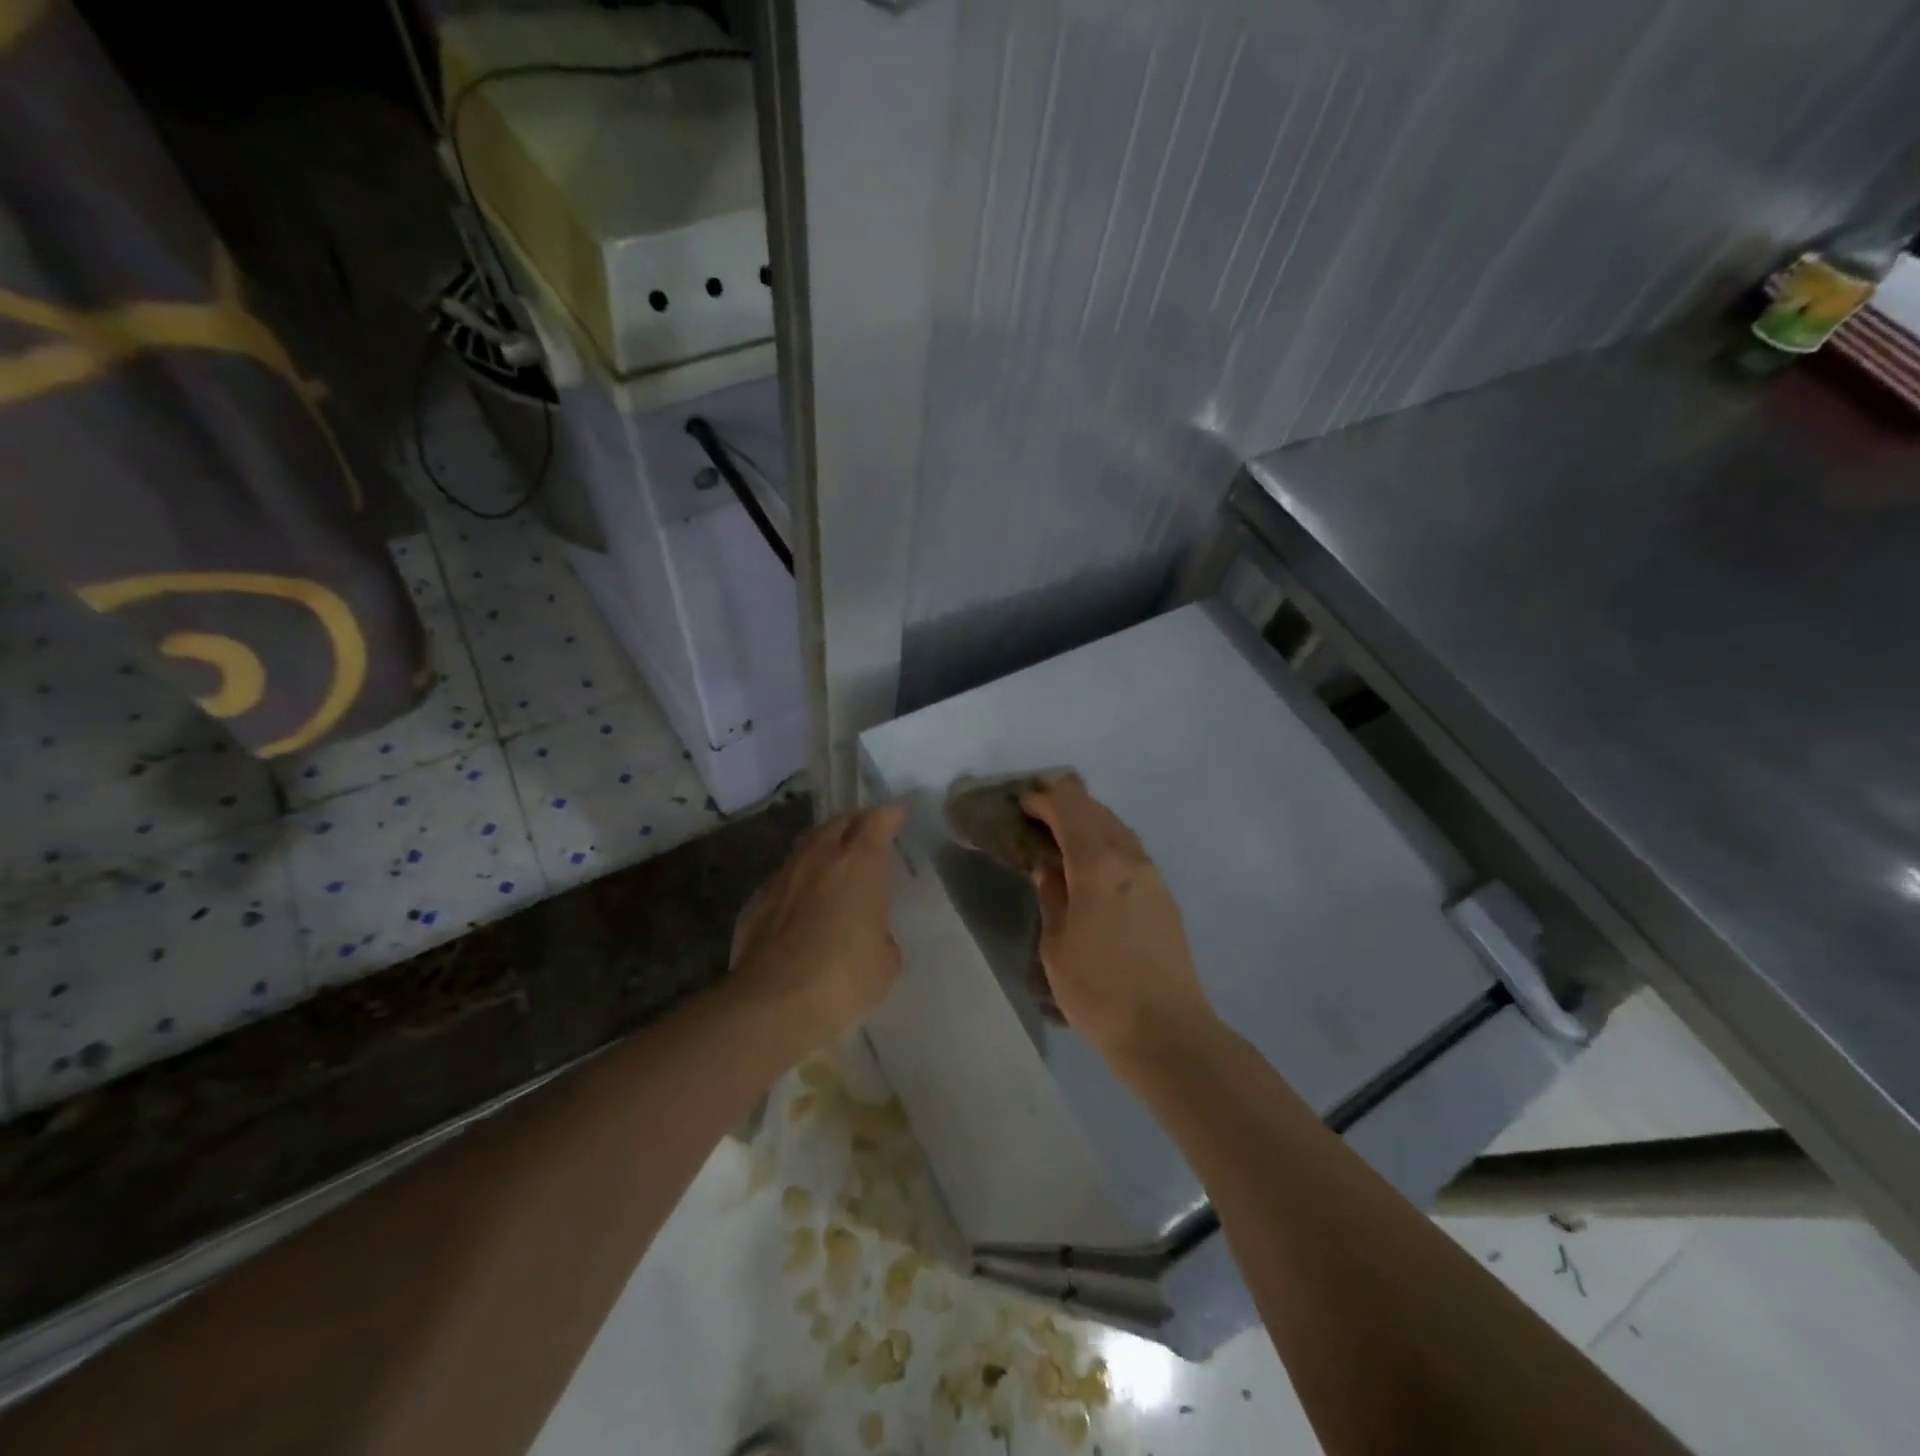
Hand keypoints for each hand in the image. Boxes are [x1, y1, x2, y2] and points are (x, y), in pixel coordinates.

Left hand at [727, 804, 906, 1057]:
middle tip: (867, 834)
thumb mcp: (886, 960)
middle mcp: (820, 858)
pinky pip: (784, 877)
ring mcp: (783, 876)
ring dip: (824, 847)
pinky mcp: (756, 901)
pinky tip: (802, 901)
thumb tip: (868, 932)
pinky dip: (799, 880)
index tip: (898, 813)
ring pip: (807, 845)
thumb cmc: (844, 978)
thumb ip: (881, 932)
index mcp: (860, 864)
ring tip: (834, 861)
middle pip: (838, 823)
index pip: (878, 820)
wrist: (773, 1004)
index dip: (890, 814)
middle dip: (855, 823)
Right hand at [1019, 774, 1215, 1066]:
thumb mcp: (1057, 945)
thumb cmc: (1099, 990)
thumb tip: (1049, 869)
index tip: (1022, 802)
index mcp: (1099, 865)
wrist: (1167, 1031)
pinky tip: (1093, 858)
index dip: (1043, 800)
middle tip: (1038, 805)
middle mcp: (1130, 859)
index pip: (1069, 812)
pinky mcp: (1164, 896)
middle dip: (1066, 801)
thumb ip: (1052, 896)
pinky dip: (1106, 840)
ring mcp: (1153, 876)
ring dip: (1089, 819)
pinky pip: (1130, 850)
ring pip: (1118, 828)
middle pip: (1097, 812)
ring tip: (1062, 827)